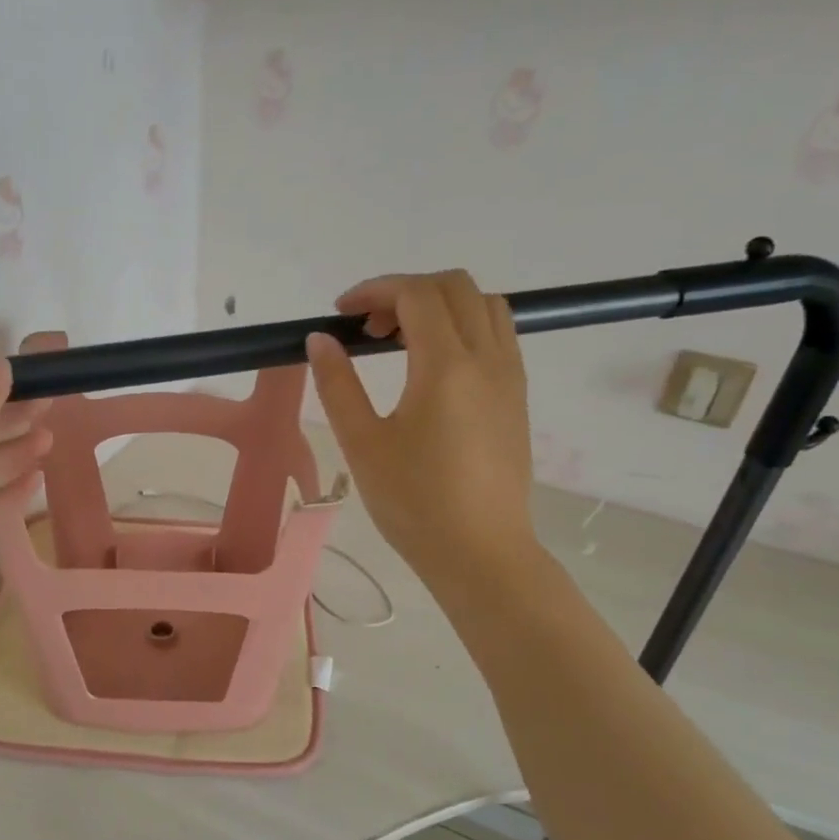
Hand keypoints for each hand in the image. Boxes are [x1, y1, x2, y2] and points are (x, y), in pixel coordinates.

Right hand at [306, 271, 540, 593]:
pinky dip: (463, 326)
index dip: (374, 290)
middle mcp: (487, 359)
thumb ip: (338, 385)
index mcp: (446, 367)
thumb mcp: (363, 444)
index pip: (416, 295)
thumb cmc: (414, 502)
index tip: (341, 314)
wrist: (481, 552)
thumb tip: (320, 340)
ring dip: (439, 305)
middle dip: (405, 291)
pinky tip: (432, 366)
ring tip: (400, 341)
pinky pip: (497, 334)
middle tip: (367, 328)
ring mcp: (510, 376)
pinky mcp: (517, 396)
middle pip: (455, 287)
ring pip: (484, 305)